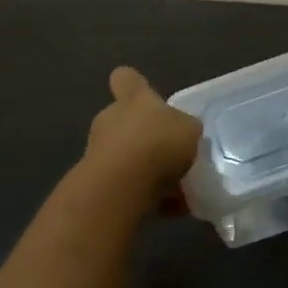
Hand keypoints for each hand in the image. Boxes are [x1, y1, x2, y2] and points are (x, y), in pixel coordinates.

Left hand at [83, 66, 201, 203]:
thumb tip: (183, 131)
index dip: (134, 84)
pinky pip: (128, 185)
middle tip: (172, 153)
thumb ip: (186, 128)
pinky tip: (171, 209)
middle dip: (145, 137)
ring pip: (127, 156)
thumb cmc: (158, 144)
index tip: (145, 95)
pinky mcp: (97, 182)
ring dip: (147, 169)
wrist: (120, 186)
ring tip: (178, 188)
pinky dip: (147, 195)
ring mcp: (99, 151)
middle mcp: (111, 119)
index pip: (126, 79)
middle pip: (126, 121)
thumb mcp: (189, 129)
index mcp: (133, 99)